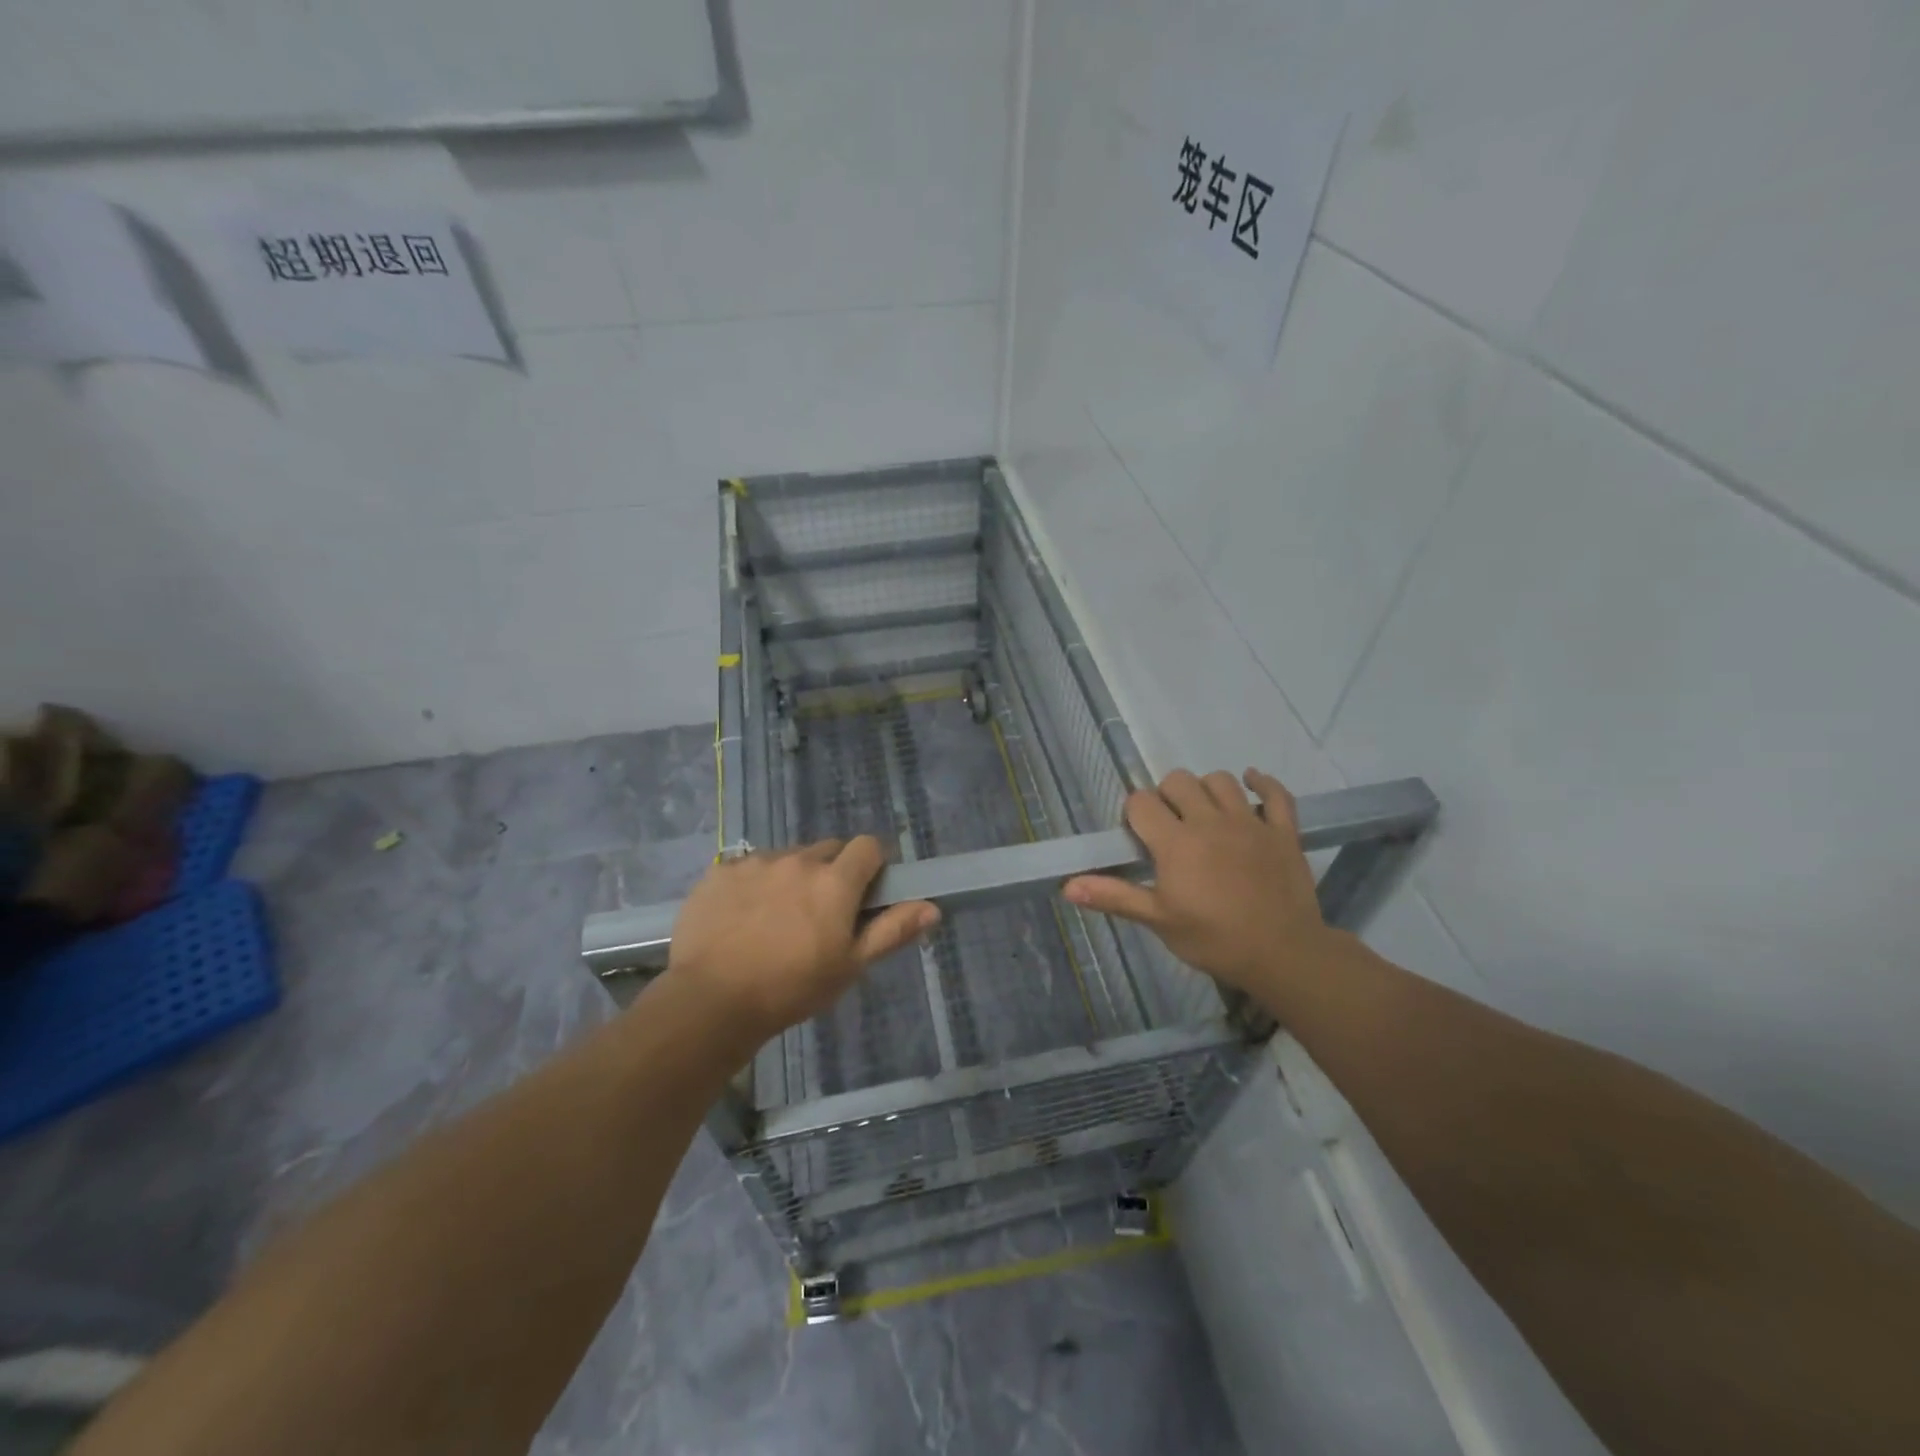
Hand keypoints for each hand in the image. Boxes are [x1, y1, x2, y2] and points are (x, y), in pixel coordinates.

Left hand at [664, 837, 937, 1043]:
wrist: (711, 1001)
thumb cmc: (791, 988)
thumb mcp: (849, 966)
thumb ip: (891, 930)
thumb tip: (932, 907)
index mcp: (835, 881)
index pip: (868, 846)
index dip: (873, 863)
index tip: (867, 890)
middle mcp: (798, 860)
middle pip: (827, 849)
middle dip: (832, 871)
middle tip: (822, 911)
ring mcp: (756, 862)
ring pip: (787, 858)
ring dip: (792, 876)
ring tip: (777, 918)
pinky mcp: (720, 871)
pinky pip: (748, 867)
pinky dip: (754, 884)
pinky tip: (742, 918)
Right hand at [1063, 769, 1333, 1001]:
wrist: (1283, 955)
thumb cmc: (1213, 940)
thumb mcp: (1158, 921)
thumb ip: (1114, 896)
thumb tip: (1068, 886)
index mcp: (1176, 842)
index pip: (1142, 803)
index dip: (1134, 815)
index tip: (1139, 837)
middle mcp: (1210, 821)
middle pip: (1178, 781)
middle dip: (1166, 796)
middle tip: (1169, 826)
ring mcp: (1250, 822)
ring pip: (1221, 780)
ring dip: (1206, 789)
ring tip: (1204, 813)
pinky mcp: (1283, 831)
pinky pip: (1275, 793)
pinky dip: (1262, 784)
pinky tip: (1251, 784)